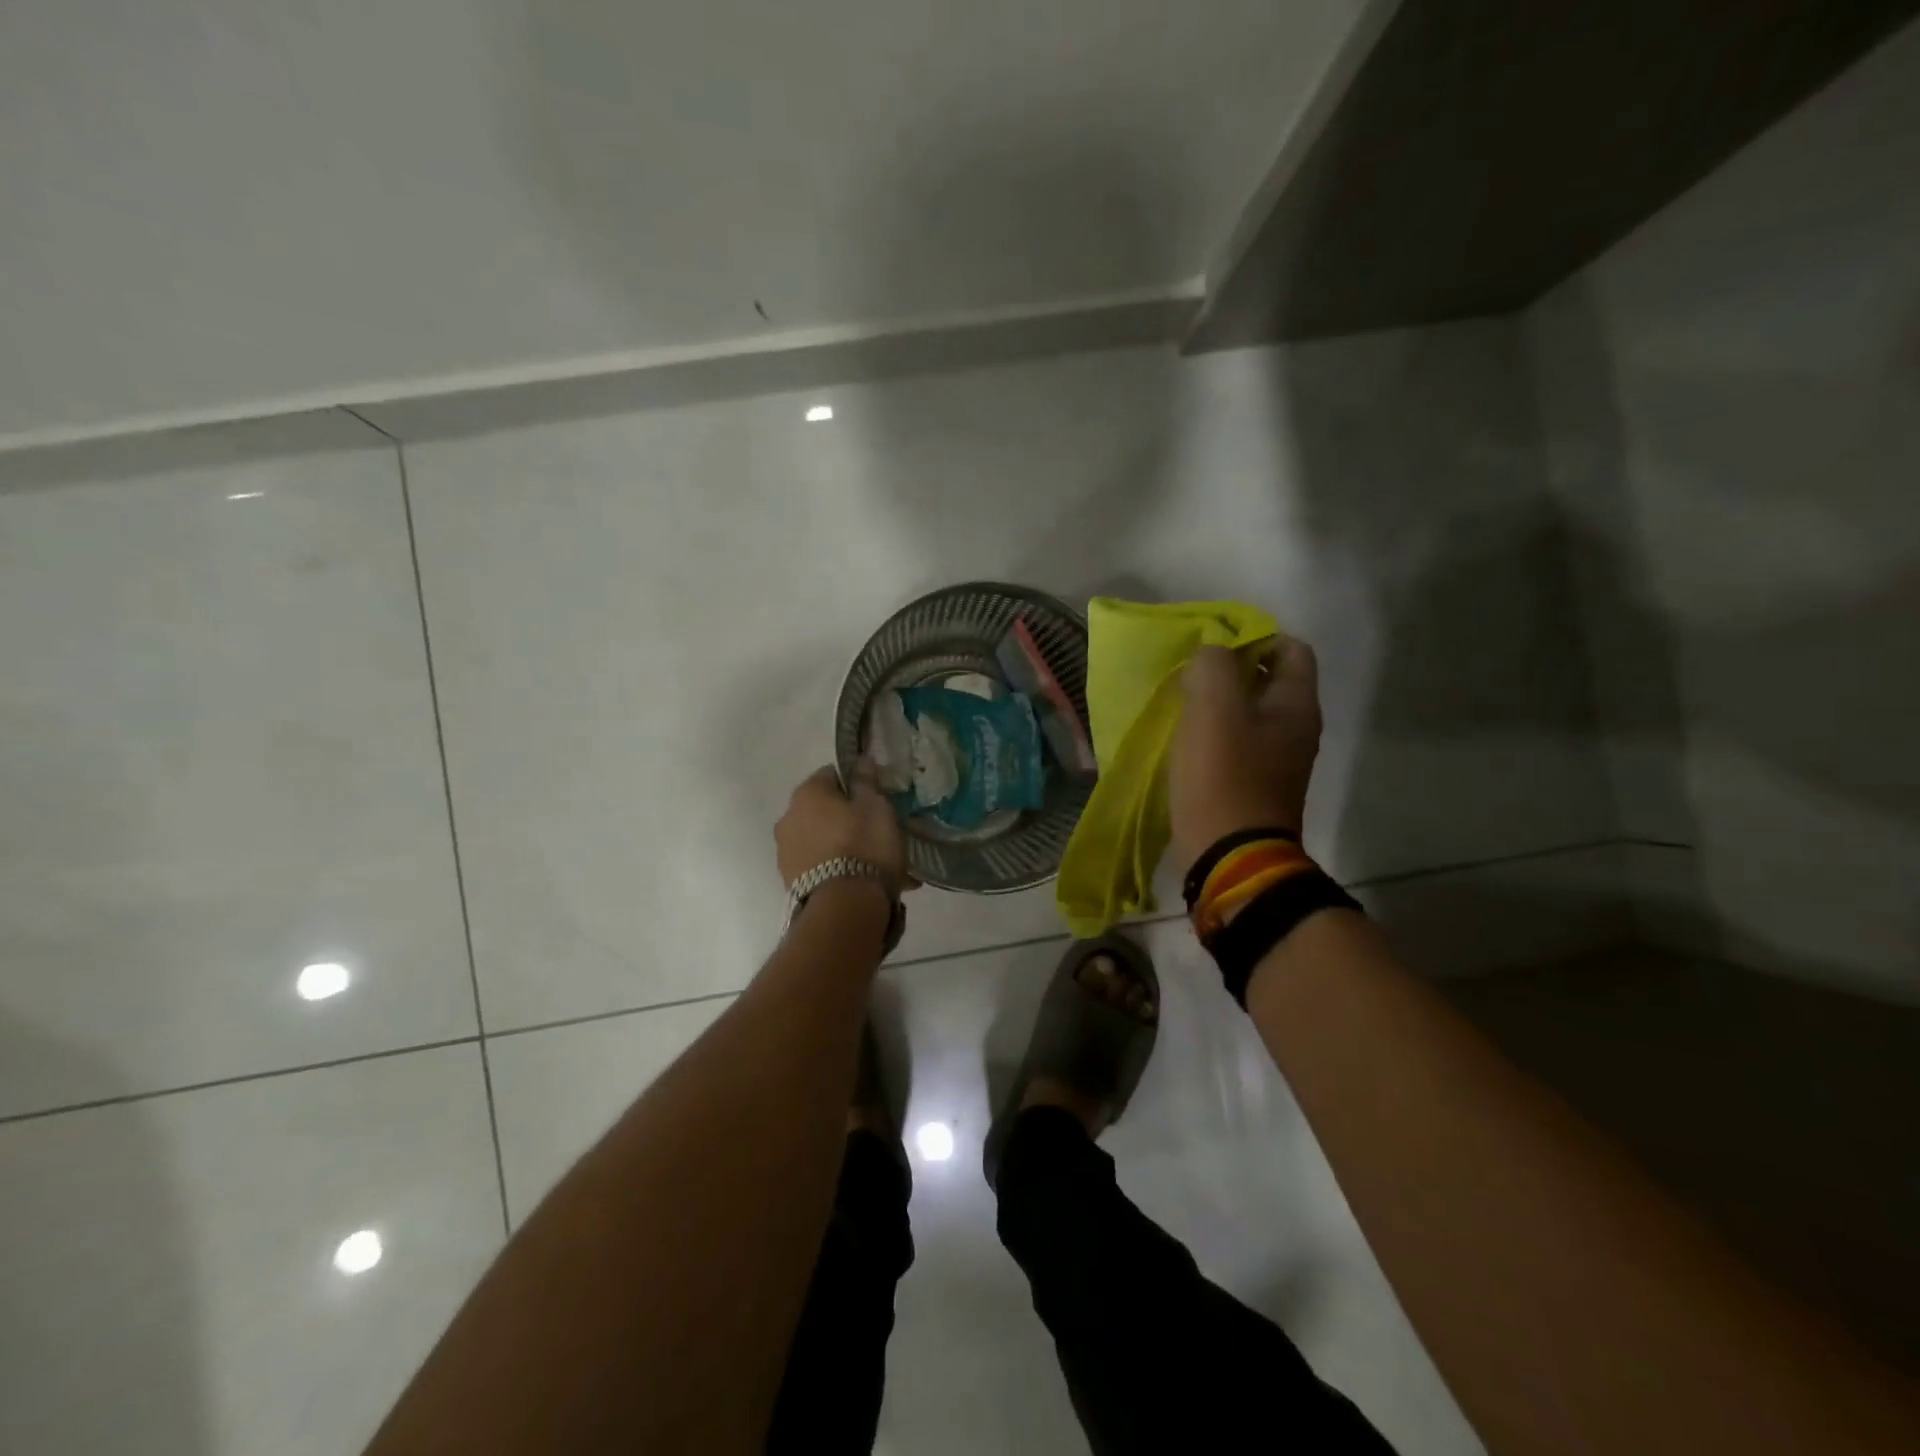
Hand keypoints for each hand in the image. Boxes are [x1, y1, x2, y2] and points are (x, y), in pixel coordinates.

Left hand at [776, 761, 908, 892]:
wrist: (845, 908)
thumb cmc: (864, 845)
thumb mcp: (876, 807)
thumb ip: (866, 781)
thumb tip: (861, 760)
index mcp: (807, 793)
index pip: (832, 774)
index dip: (856, 783)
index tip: (876, 799)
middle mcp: (788, 818)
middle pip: (824, 809)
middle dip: (848, 817)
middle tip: (877, 831)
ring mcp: (786, 852)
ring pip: (822, 839)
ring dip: (843, 845)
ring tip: (873, 862)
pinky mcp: (791, 882)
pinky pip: (820, 865)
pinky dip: (838, 868)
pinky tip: (863, 881)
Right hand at [1169, 638, 1322, 875]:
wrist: (1228, 856)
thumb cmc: (1223, 777)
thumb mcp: (1214, 709)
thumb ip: (1214, 666)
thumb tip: (1211, 654)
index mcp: (1296, 706)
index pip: (1290, 648)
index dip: (1254, 637)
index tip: (1213, 649)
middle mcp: (1295, 729)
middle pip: (1268, 680)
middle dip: (1230, 670)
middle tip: (1191, 677)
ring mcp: (1277, 760)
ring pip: (1249, 712)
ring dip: (1218, 703)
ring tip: (1183, 707)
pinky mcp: (1254, 784)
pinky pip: (1237, 743)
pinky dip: (1214, 734)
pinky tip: (1187, 741)